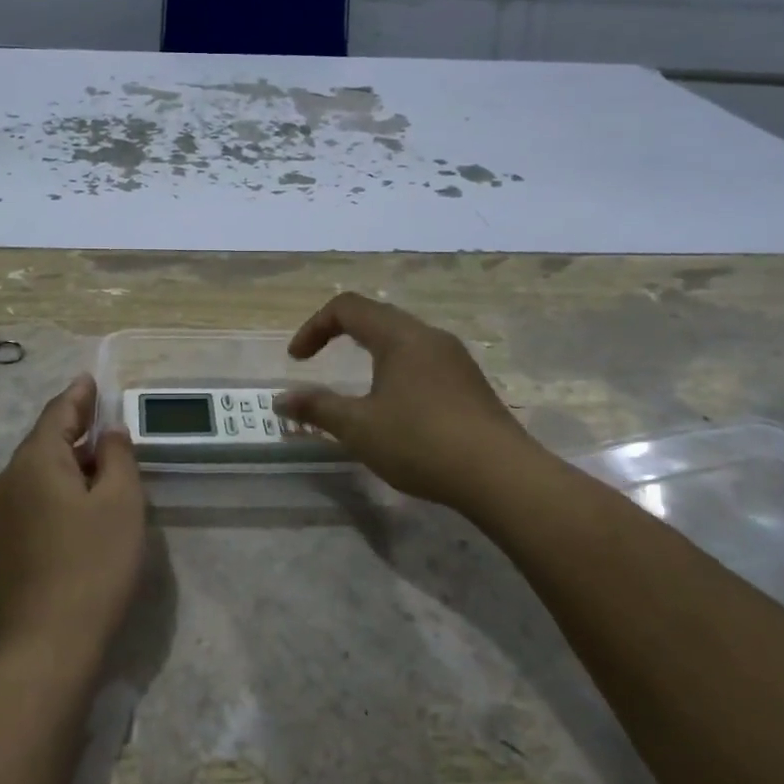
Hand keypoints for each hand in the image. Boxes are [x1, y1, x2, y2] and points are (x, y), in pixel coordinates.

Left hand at [0, 375, 146, 665]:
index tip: (90, 380)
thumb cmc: (93, 564)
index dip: (78, 396)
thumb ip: (118, 457)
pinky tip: (72, 507)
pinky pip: (28, 501)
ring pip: (34, 474)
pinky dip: (52, 491)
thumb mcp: (122, 503)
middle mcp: (7, 481)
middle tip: (101, 421)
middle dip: (72, 430)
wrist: (45, 646)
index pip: (57, 414)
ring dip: (63, 463)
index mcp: (35, 461)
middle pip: (42, 442)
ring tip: (93, 464)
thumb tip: (108, 433)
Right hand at [276, 293, 541, 509]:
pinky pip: (423, 360)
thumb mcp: (359, 427)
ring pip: (403, 339)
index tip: (297, 360)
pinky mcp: (470, 383)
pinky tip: (397, 408)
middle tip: (320, 362)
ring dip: (371, 352)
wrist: (501, 476)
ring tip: (357, 387)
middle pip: (377, 316)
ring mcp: (455, 359)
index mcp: (399, 336)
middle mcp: (429, 336)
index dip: (314, 327)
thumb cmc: (421, 443)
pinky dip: (396, 370)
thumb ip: (317, 408)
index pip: (347, 307)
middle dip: (340, 334)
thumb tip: (282, 401)